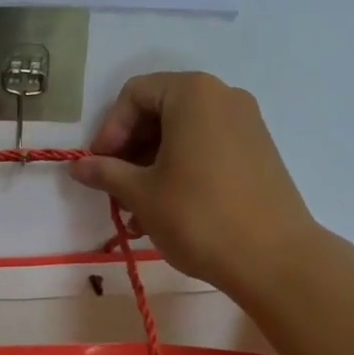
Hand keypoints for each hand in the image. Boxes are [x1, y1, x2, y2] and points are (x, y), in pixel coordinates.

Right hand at [70, 72, 322, 299]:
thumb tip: (77, 166)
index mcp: (192, 93)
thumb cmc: (199, 215)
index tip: (100, 166)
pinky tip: (166, 209)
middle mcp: (222, 97)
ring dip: (152, 165)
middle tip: (115, 187)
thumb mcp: (141, 193)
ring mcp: (246, 123)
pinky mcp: (259, 151)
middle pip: (159, 110)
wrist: (276, 260)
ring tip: (136, 209)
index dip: (109, 129)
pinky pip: (207, 147)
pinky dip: (181, 169)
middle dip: (131, 149)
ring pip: (183, 133)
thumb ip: (105, 172)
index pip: (134, 95)